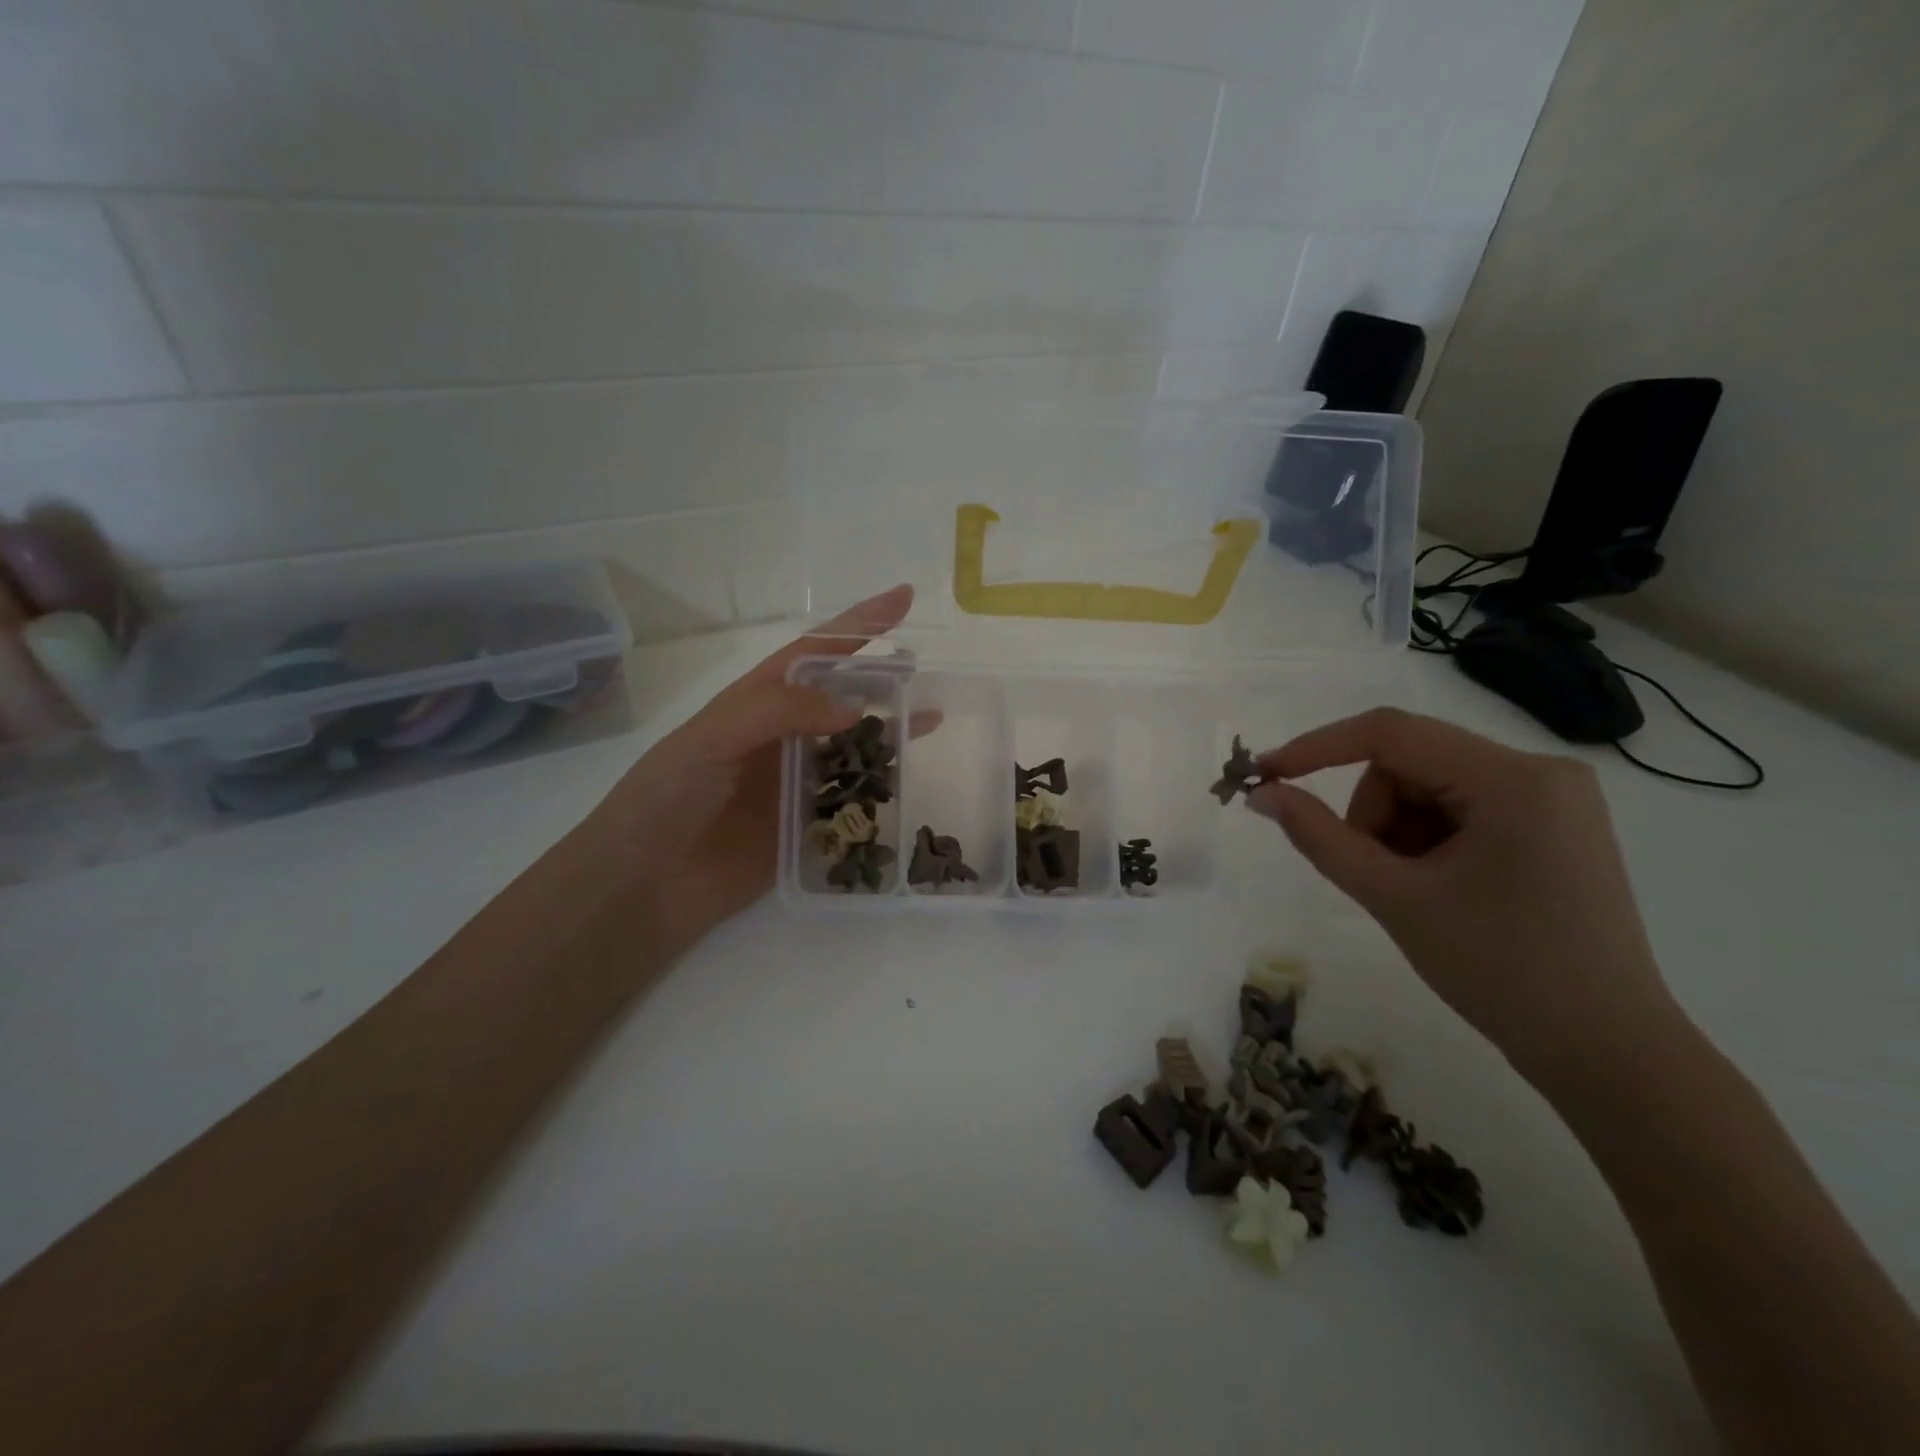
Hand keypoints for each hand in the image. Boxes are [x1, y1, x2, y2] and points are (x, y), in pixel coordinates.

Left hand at [577, 584, 913, 954]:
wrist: (645, 883)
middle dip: (881, 680)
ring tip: (931, 720)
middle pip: (842, 698)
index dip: (858, 624)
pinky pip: (852, 800)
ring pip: (854, 748)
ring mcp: (794, 782)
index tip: (902, 599)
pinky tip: (905, 780)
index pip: (816, 653)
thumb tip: (855, 708)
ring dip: (890, 733)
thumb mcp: (713, 735)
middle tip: (924, 672)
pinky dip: (880, 788)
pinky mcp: (807, 827)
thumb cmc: (668, 795)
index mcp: (756, 703)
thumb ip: (780, 710)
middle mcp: (781, 736)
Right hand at [1247, 708, 1679, 1083]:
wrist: (1606, 1053)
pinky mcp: (1550, 827)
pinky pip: (1458, 809)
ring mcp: (1551, 799)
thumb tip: (1261, 794)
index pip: (1391, 733)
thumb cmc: (1500, 971)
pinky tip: (1440, 889)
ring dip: (1397, 832)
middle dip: (1373, 814)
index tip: (1265, 774)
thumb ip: (1320, 837)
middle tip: (1373, 875)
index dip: (1317, 748)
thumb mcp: (1394, 898)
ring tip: (1413, 891)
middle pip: (1410, 763)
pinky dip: (1426, 842)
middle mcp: (1540, 772)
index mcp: (1513, 779)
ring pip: (1428, 787)